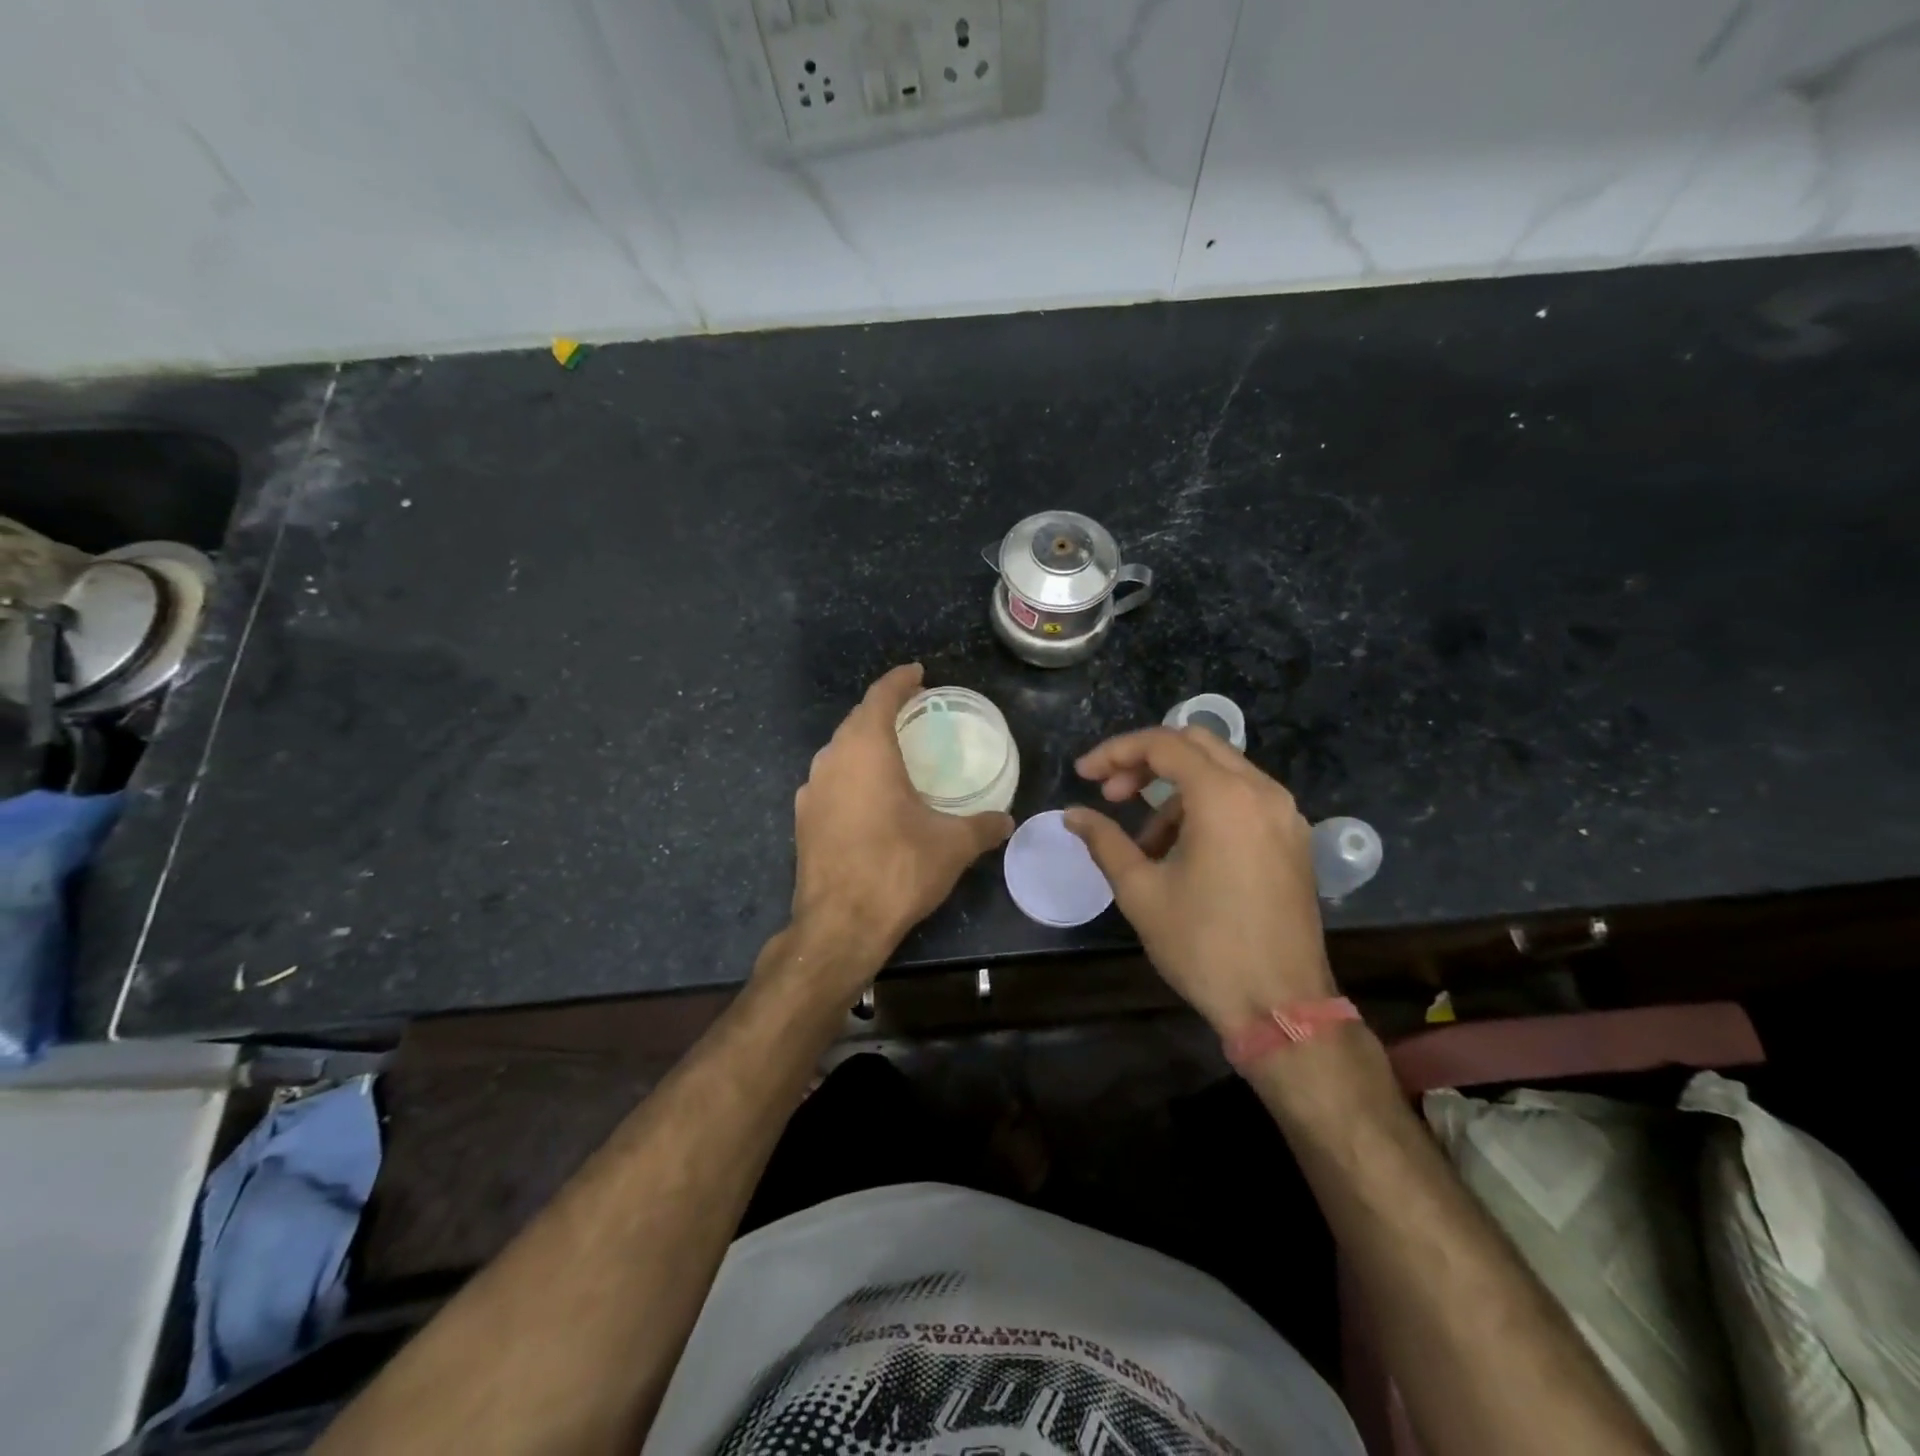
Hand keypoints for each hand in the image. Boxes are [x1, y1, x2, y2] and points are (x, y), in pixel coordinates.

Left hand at [787, 664, 1013, 984]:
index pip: (880, 697)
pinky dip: (851, 773)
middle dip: (883, 709)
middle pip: (857, 720)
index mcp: (866, 750)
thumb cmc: (898, 869)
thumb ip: (983, 825)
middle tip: (913, 710)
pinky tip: (868, 795)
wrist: (839, 925)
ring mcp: (811, 790)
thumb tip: (1007, 820)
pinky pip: (830, 780)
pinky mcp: (803, 819)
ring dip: (864, 742)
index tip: (918, 673)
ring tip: (892, 750)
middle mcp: (832, 760)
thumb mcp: (952, 846)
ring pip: (839, 750)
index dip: (900, 680)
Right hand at [1064, 727, 1333, 1034]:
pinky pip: (1243, 800)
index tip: (1083, 776)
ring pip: (1221, 772)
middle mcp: (1262, 792)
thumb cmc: (1203, 945)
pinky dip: (1206, 808)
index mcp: (1224, 797)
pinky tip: (1183, 852)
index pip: (1162, 745)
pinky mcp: (1293, 840)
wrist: (1280, 1005)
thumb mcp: (1141, 891)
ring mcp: (1285, 815)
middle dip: (1146, 762)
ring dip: (1175, 792)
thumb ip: (1104, 841)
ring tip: (1145, 845)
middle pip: (1195, 745)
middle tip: (1112, 795)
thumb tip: (1072, 815)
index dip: (1115, 753)